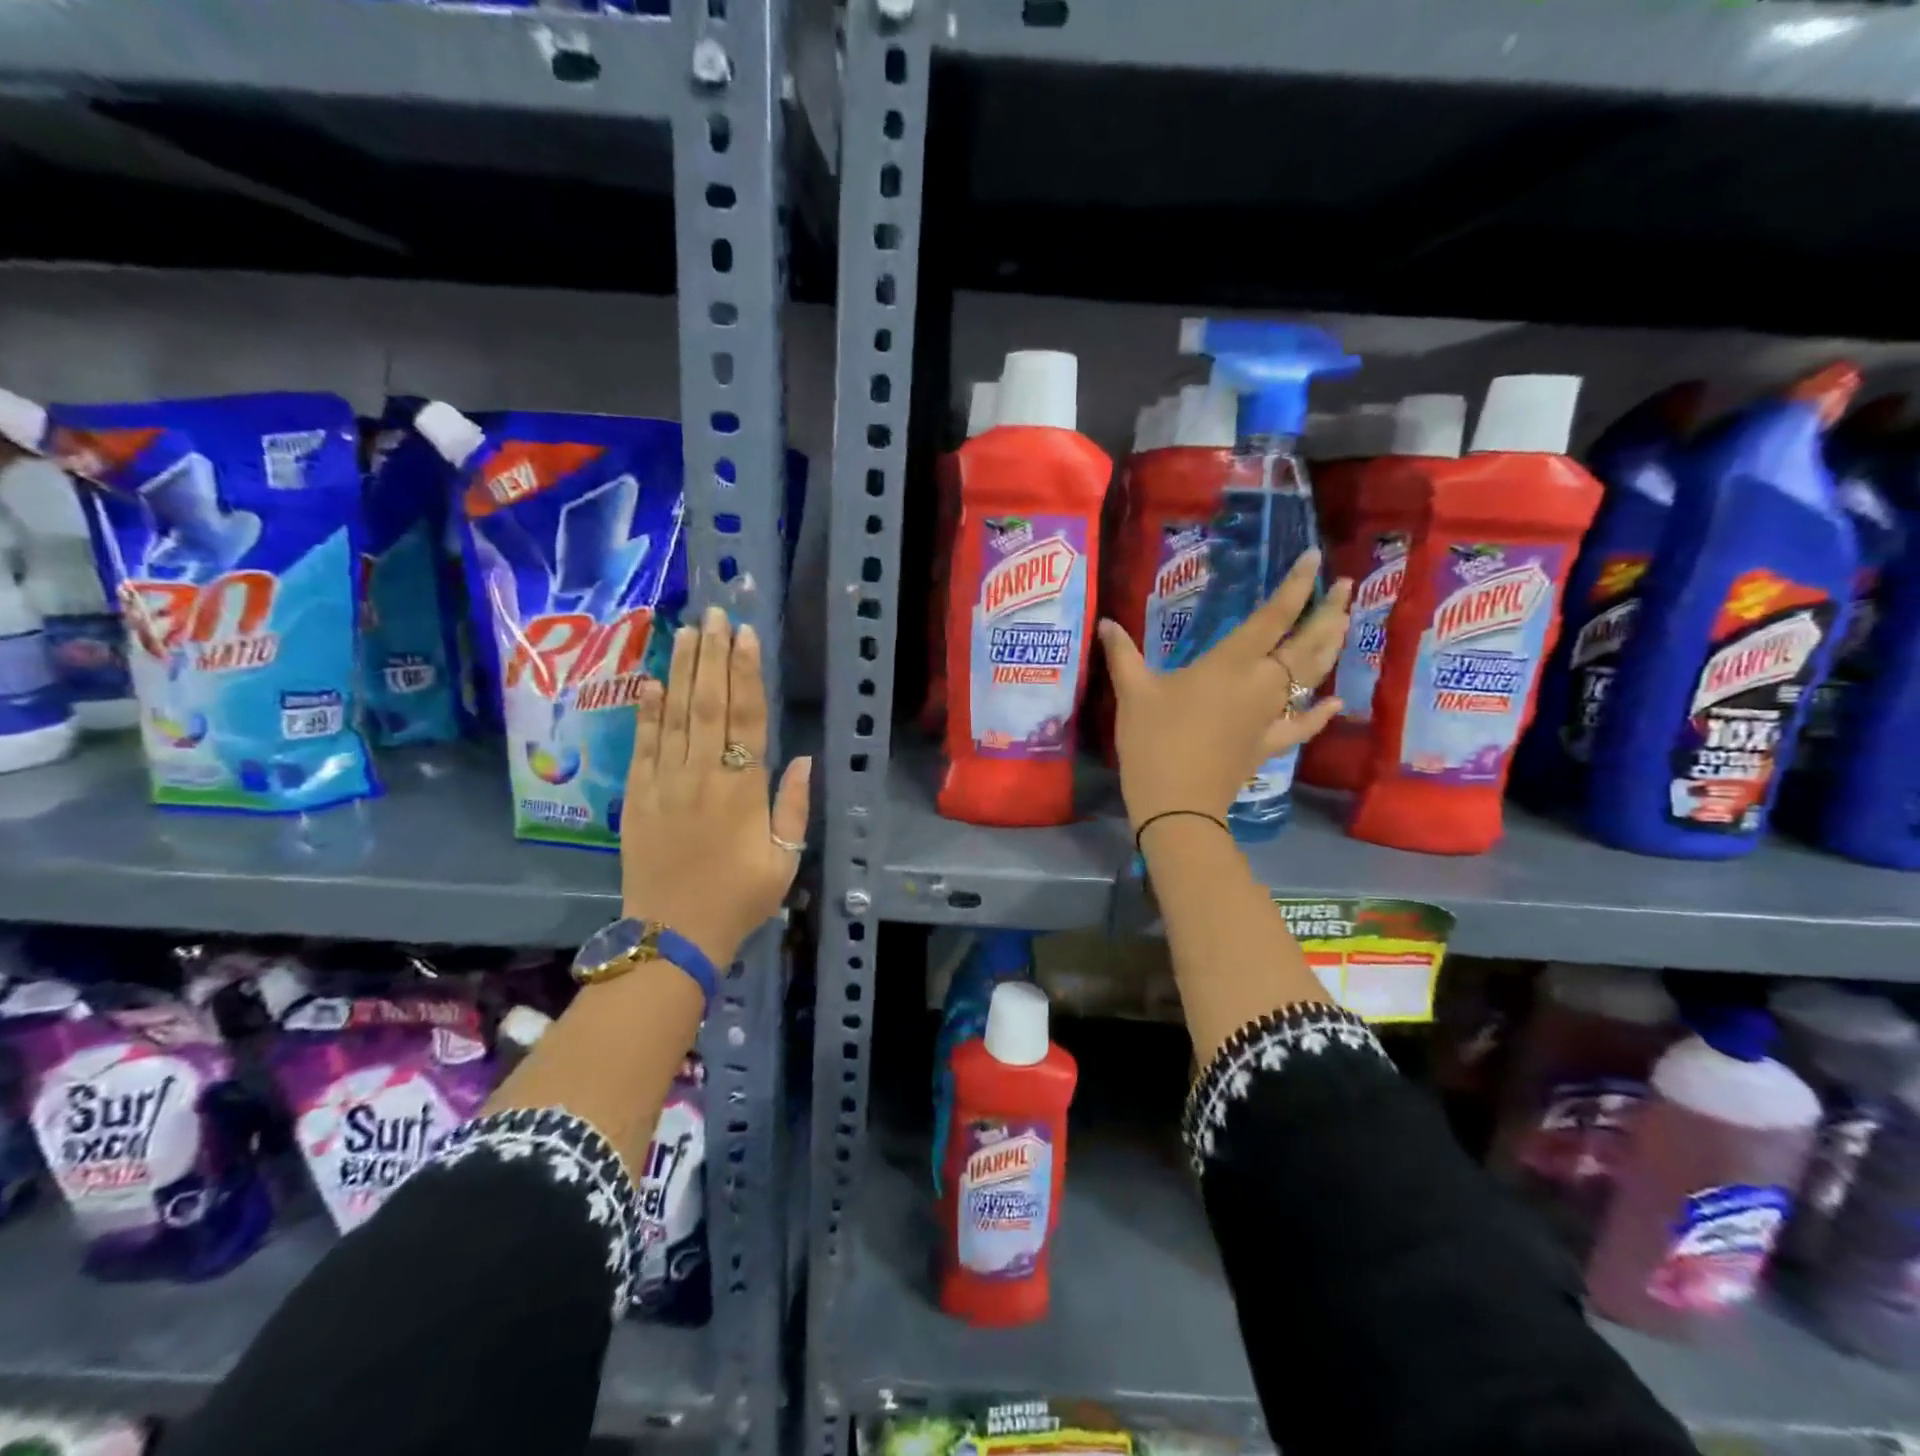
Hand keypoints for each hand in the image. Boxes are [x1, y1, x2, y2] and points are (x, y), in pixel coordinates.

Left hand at [620, 604, 811, 966]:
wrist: (671, 936)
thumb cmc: (738, 900)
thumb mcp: (784, 861)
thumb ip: (794, 807)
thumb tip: (803, 758)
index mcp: (743, 789)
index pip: (747, 718)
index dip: (747, 673)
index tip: (746, 635)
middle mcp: (702, 775)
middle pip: (708, 703)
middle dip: (712, 655)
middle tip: (715, 614)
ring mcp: (664, 783)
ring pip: (674, 715)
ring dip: (680, 670)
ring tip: (687, 631)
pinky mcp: (636, 798)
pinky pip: (641, 745)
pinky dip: (645, 711)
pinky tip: (649, 680)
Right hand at [1099, 549, 1351, 828]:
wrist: (1177, 803)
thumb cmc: (1153, 741)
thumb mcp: (1133, 693)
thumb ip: (1123, 655)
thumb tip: (1106, 623)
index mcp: (1231, 663)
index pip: (1273, 616)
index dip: (1296, 585)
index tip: (1315, 557)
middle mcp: (1262, 683)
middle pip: (1307, 642)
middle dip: (1329, 611)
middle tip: (1346, 586)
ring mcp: (1271, 716)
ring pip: (1313, 677)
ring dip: (1331, 648)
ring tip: (1345, 623)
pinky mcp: (1269, 744)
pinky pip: (1302, 726)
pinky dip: (1320, 714)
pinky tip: (1335, 703)